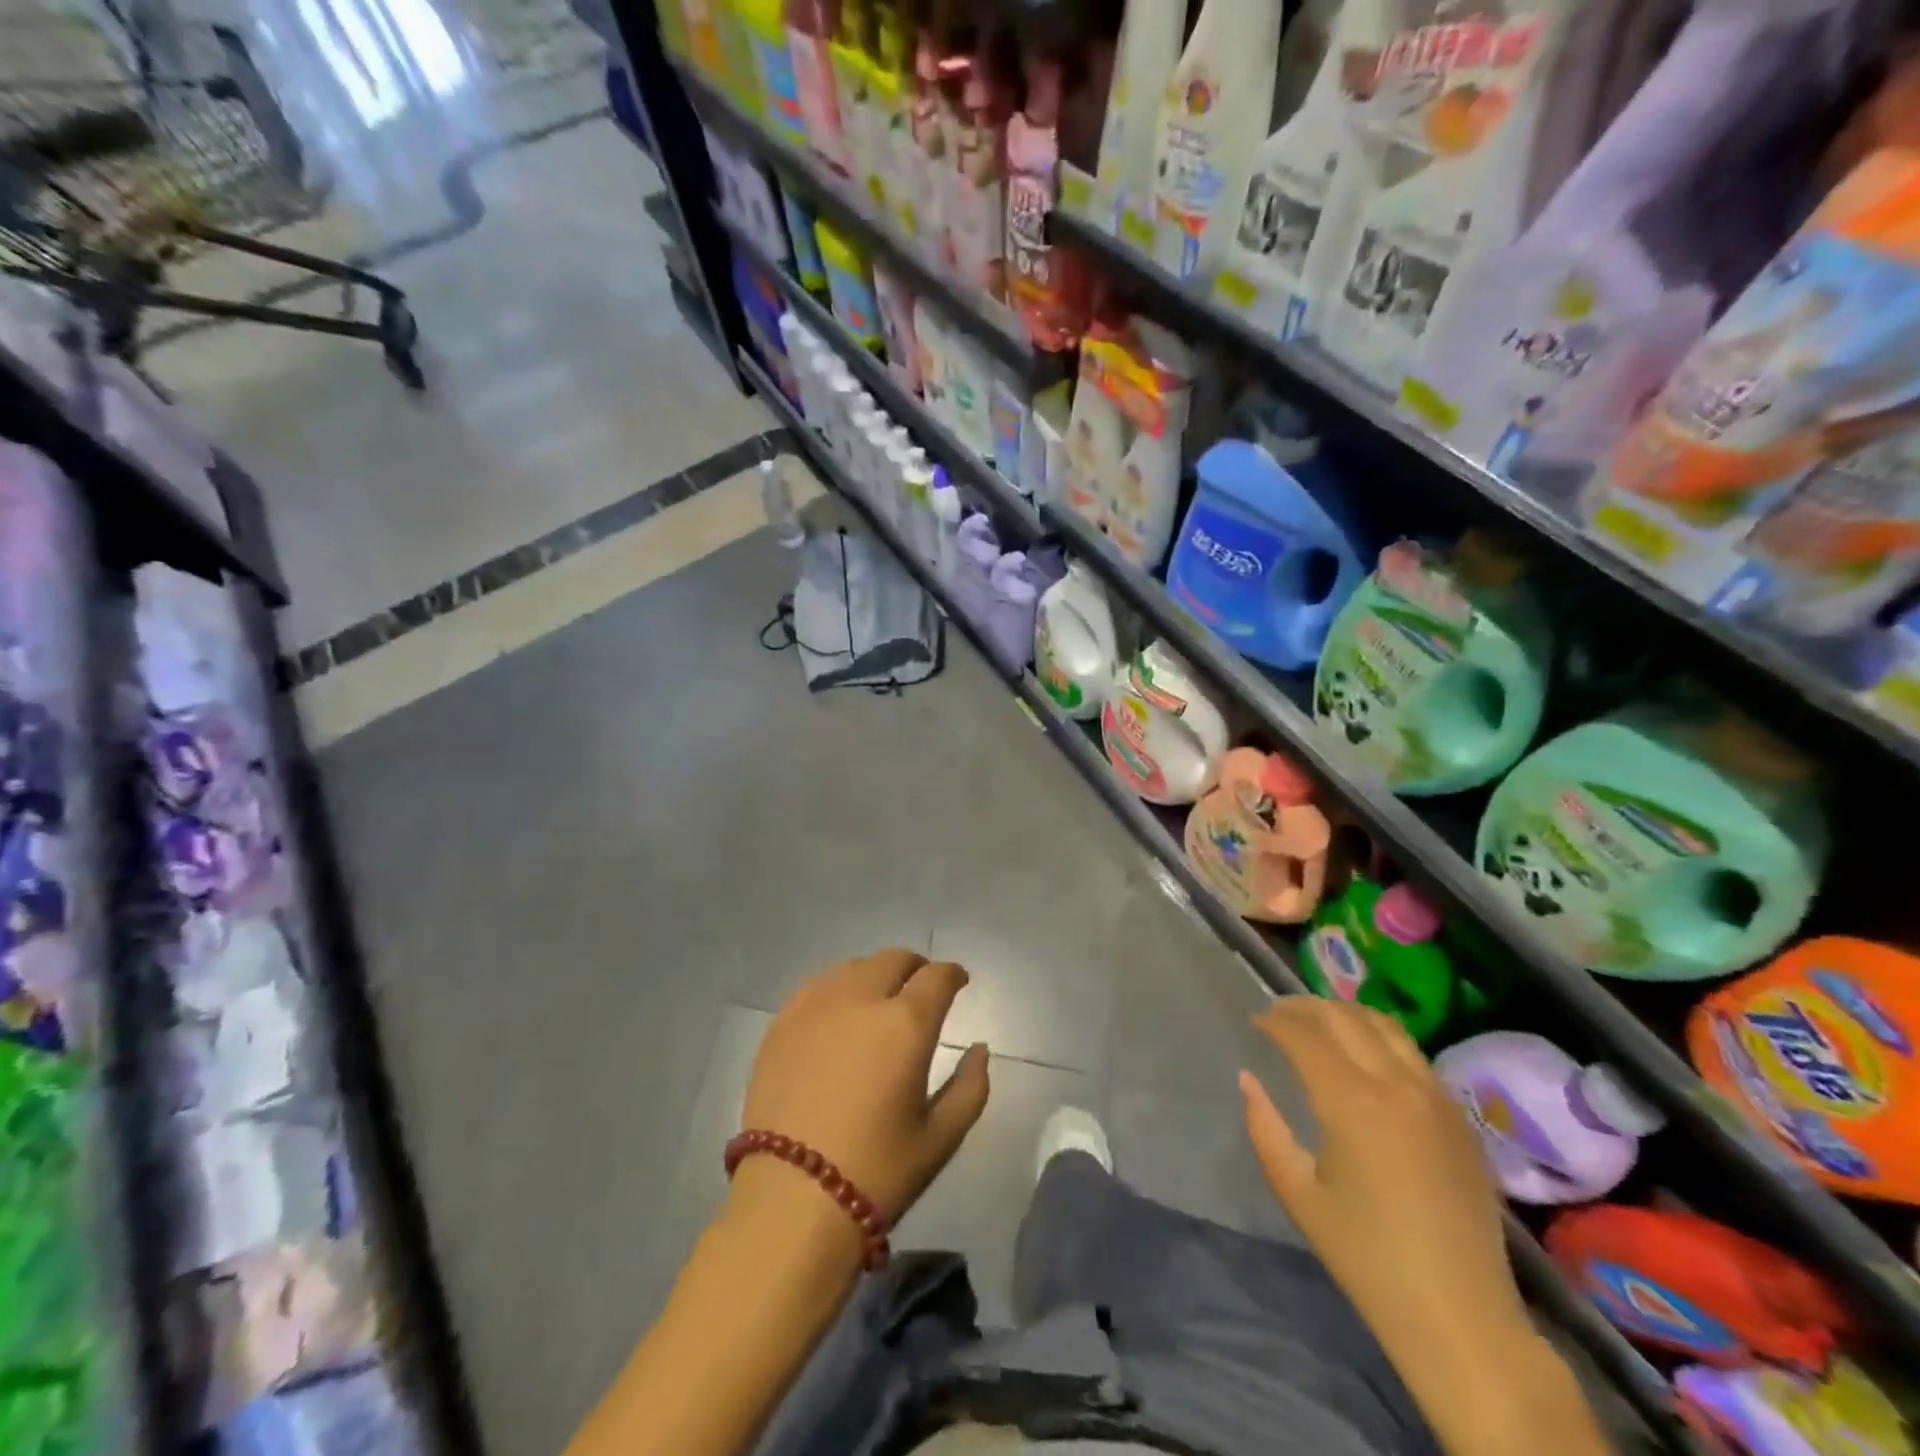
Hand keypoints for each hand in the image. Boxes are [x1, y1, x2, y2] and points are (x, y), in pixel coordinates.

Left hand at [737, 949, 990, 1229]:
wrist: (792, 1200)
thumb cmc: (878, 1171)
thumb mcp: (941, 1137)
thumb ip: (971, 1087)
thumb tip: (979, 1049)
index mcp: (906, 1023)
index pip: (937, 976)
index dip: (953, 974)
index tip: (958, 982)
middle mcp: (861, 999)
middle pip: (894, 959)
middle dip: (915, 967)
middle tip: (921, 987)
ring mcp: (816, 1006)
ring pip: (854, 967)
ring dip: (875, 974)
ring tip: (878, 998)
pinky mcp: (782, 1022)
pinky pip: (816, 985)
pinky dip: (837, 987)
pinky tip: (838, 1010)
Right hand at [1240, 999, 1526, 1352]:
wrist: (1460, 1316)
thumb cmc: (1366, 1256)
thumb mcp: (1297, 1192)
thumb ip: (1264, 1127)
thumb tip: (1248, 1079)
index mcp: (1352, 1102)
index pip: (1305, 1035)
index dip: (1276, 1021)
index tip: (1256, 1022)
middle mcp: (1396, 1084)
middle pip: (1345, 1017)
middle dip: (1306, 1008)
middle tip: (1280, 1015)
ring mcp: (1435, 1097)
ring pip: (1385, 1026)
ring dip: (1346, 1014)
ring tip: (1320, 1024)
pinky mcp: (1459, 1117)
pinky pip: (1413, 1054)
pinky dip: (1380, 1038)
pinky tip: (1365, 1057)